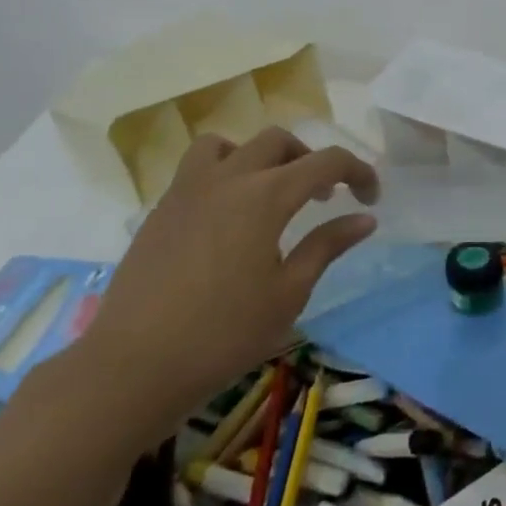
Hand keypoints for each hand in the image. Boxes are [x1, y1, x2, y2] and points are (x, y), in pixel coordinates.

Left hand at [69, 128, 378, 449]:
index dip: (357, 171)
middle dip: (310, 160)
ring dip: (260, 156)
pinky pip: (197, 168)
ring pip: (230, 144)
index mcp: (265, 196)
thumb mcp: (289, 293)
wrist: (135, 365)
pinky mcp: (161, 209)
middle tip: (325, 196)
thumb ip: (327, 246)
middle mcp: (227, 178)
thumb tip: (365, 218)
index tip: (371, 196)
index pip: (325, 161)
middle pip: (278, 141)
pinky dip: (224, 173)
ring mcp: (187, 190)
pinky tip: (228, 216)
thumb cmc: (224, 333)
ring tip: (269, 191)